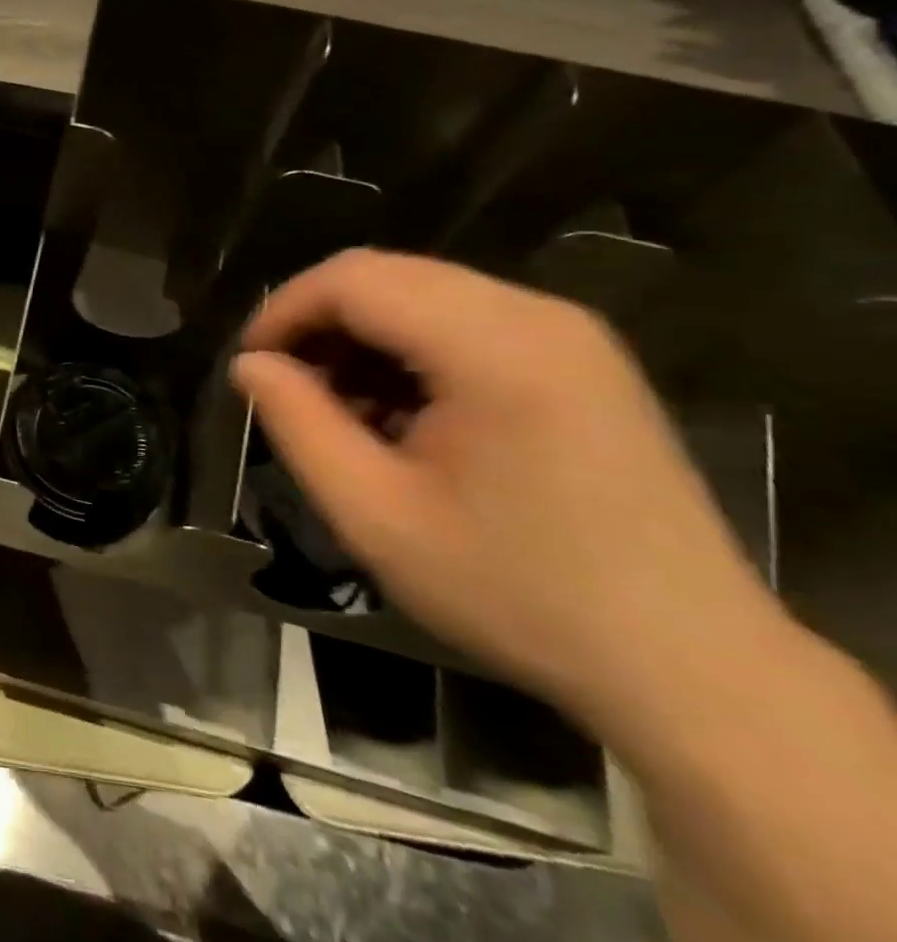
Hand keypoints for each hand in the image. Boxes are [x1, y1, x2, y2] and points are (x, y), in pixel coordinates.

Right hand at [232, 249, 780, 735]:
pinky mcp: (583, 357)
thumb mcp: (375, 515)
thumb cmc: (517, 592)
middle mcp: (537, 314)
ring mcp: (570, 332)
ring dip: (364, 336)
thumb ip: (298, 424)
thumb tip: (250, 365)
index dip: (284, 311)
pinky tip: (403, 413)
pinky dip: (412, 348)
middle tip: (287, 386)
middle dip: (320, 321)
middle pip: (387, 275)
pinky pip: (466, 318)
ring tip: (342, 408)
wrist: (690, 667)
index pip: (353, 279)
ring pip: (423, 292)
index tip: (251, 365)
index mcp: (493, 346)